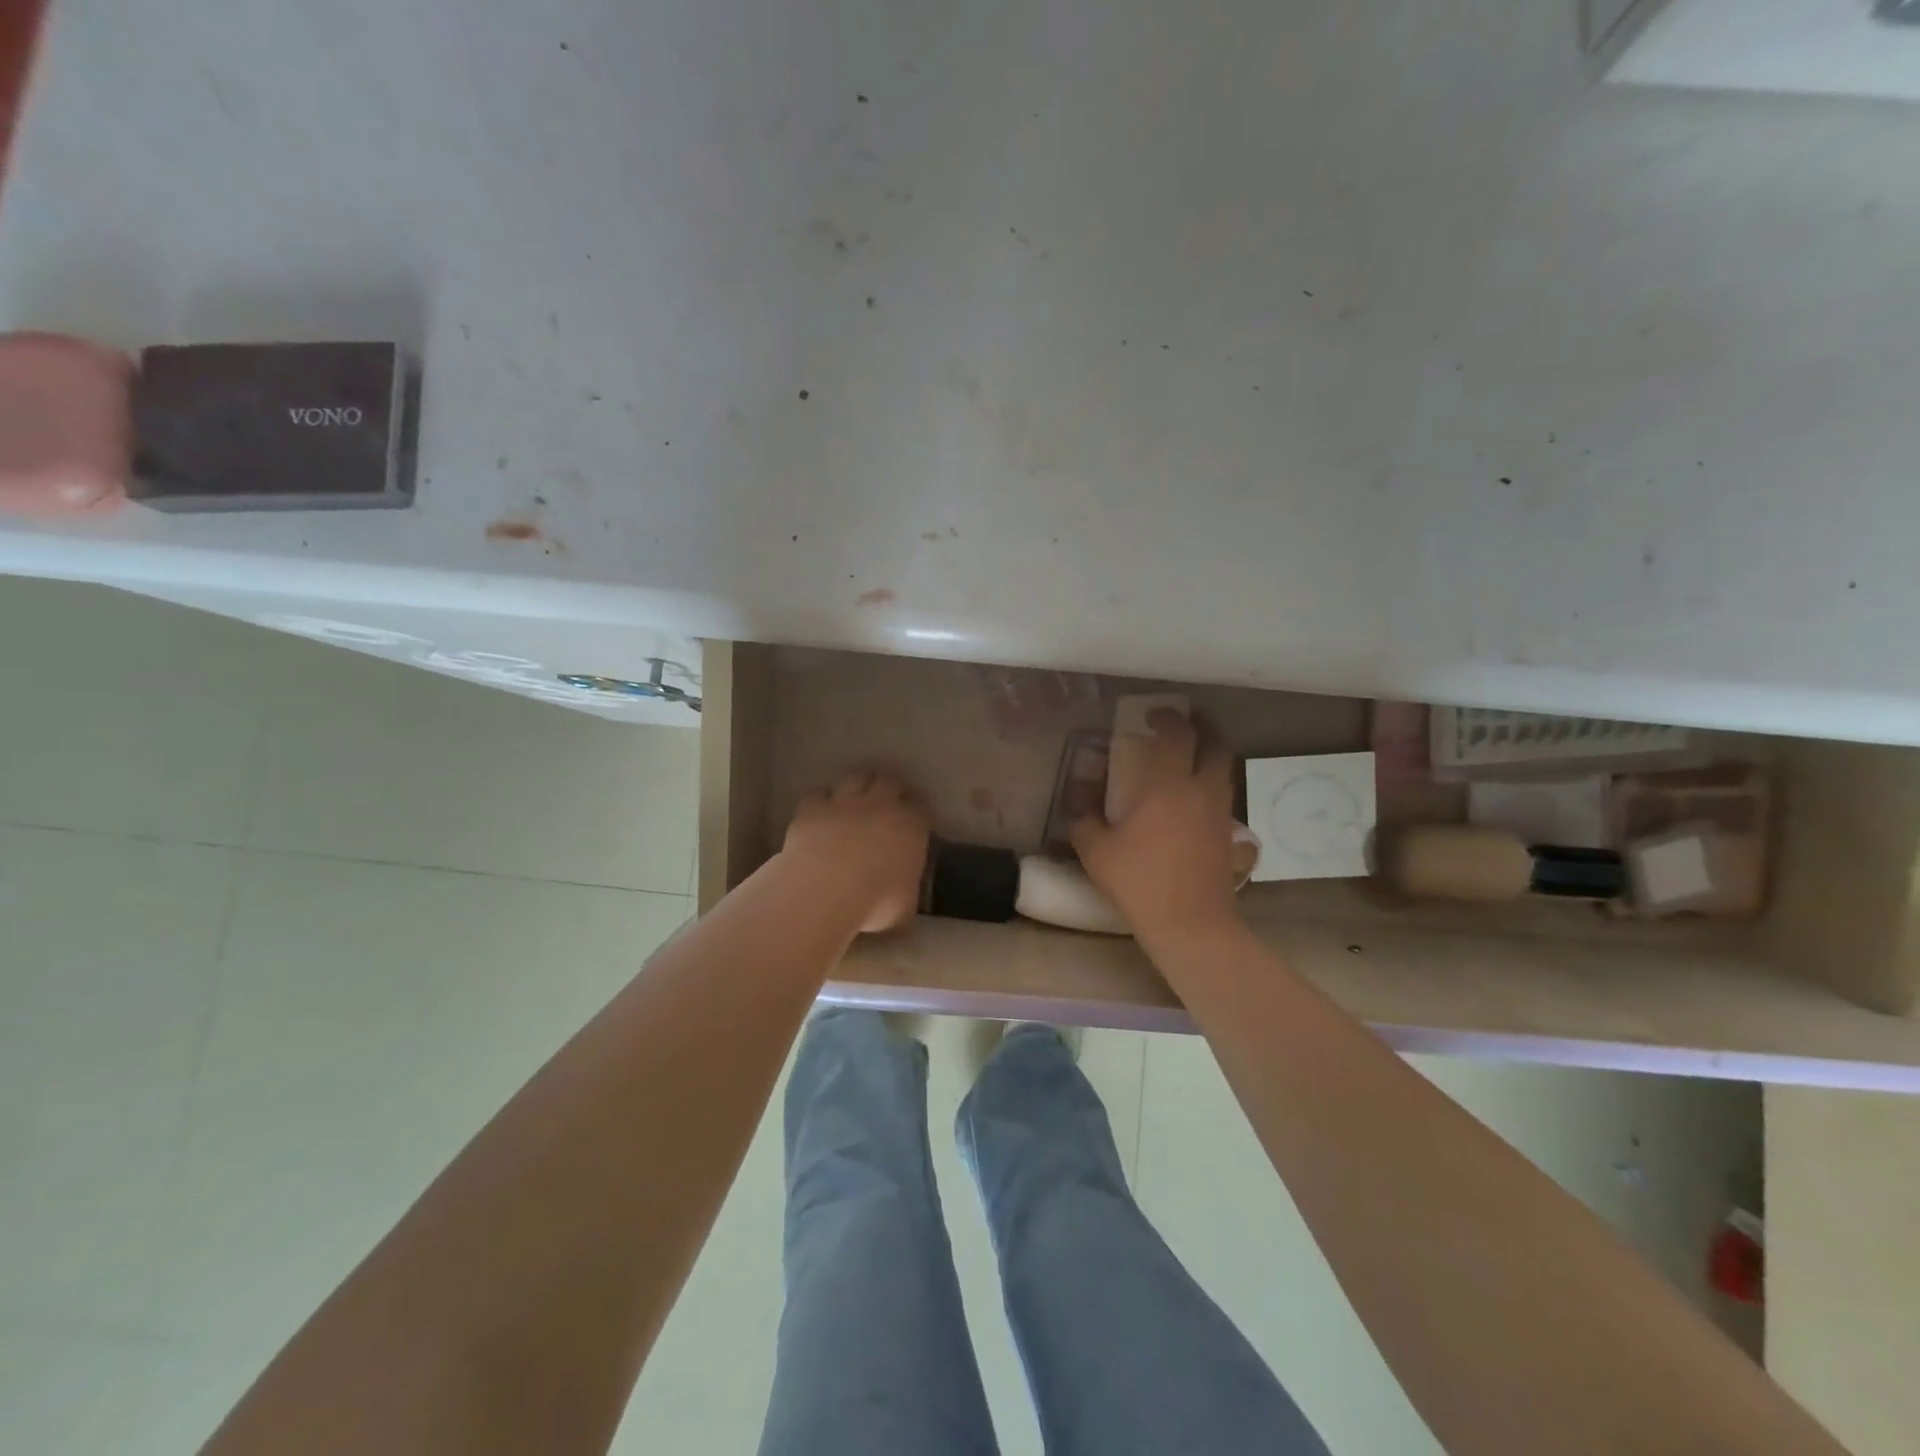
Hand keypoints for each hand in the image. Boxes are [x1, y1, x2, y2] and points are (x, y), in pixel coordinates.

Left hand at [782, 770, 930, 932]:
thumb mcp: (904, 908)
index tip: (916, 822)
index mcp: (911, 827)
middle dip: (890, 788)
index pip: (922, 809)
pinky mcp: (812, 808)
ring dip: (858, 786)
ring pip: (856, 779)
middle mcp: (880, 806)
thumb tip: (902, 898)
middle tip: (888, 802)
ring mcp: (844, 803)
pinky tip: (820, 812)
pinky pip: (819, 795)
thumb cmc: (876, 903)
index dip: (919, 813)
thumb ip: (906, 894)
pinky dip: (822, 801)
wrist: (826, 889)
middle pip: (889, 782)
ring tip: (855, 799)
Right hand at [1071, 710, 1239, 943]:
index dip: (1168, 716)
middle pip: (1216, 743)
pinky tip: (1191, 802)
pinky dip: (1210, 786)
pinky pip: (1222, 797)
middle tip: (1184, 725)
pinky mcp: (1229, 835)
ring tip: (1187, 760)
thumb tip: (1079, 805)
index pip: (1177, 734)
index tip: (1153, 713)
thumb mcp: (1096, 852)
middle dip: (1202, 727)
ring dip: (1209, 755)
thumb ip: (1083, 821)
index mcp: (1167, 786)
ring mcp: (1220, 813)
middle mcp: (1200, 790)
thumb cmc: (1140, 882)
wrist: (1191, 924)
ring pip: (1223, 769)